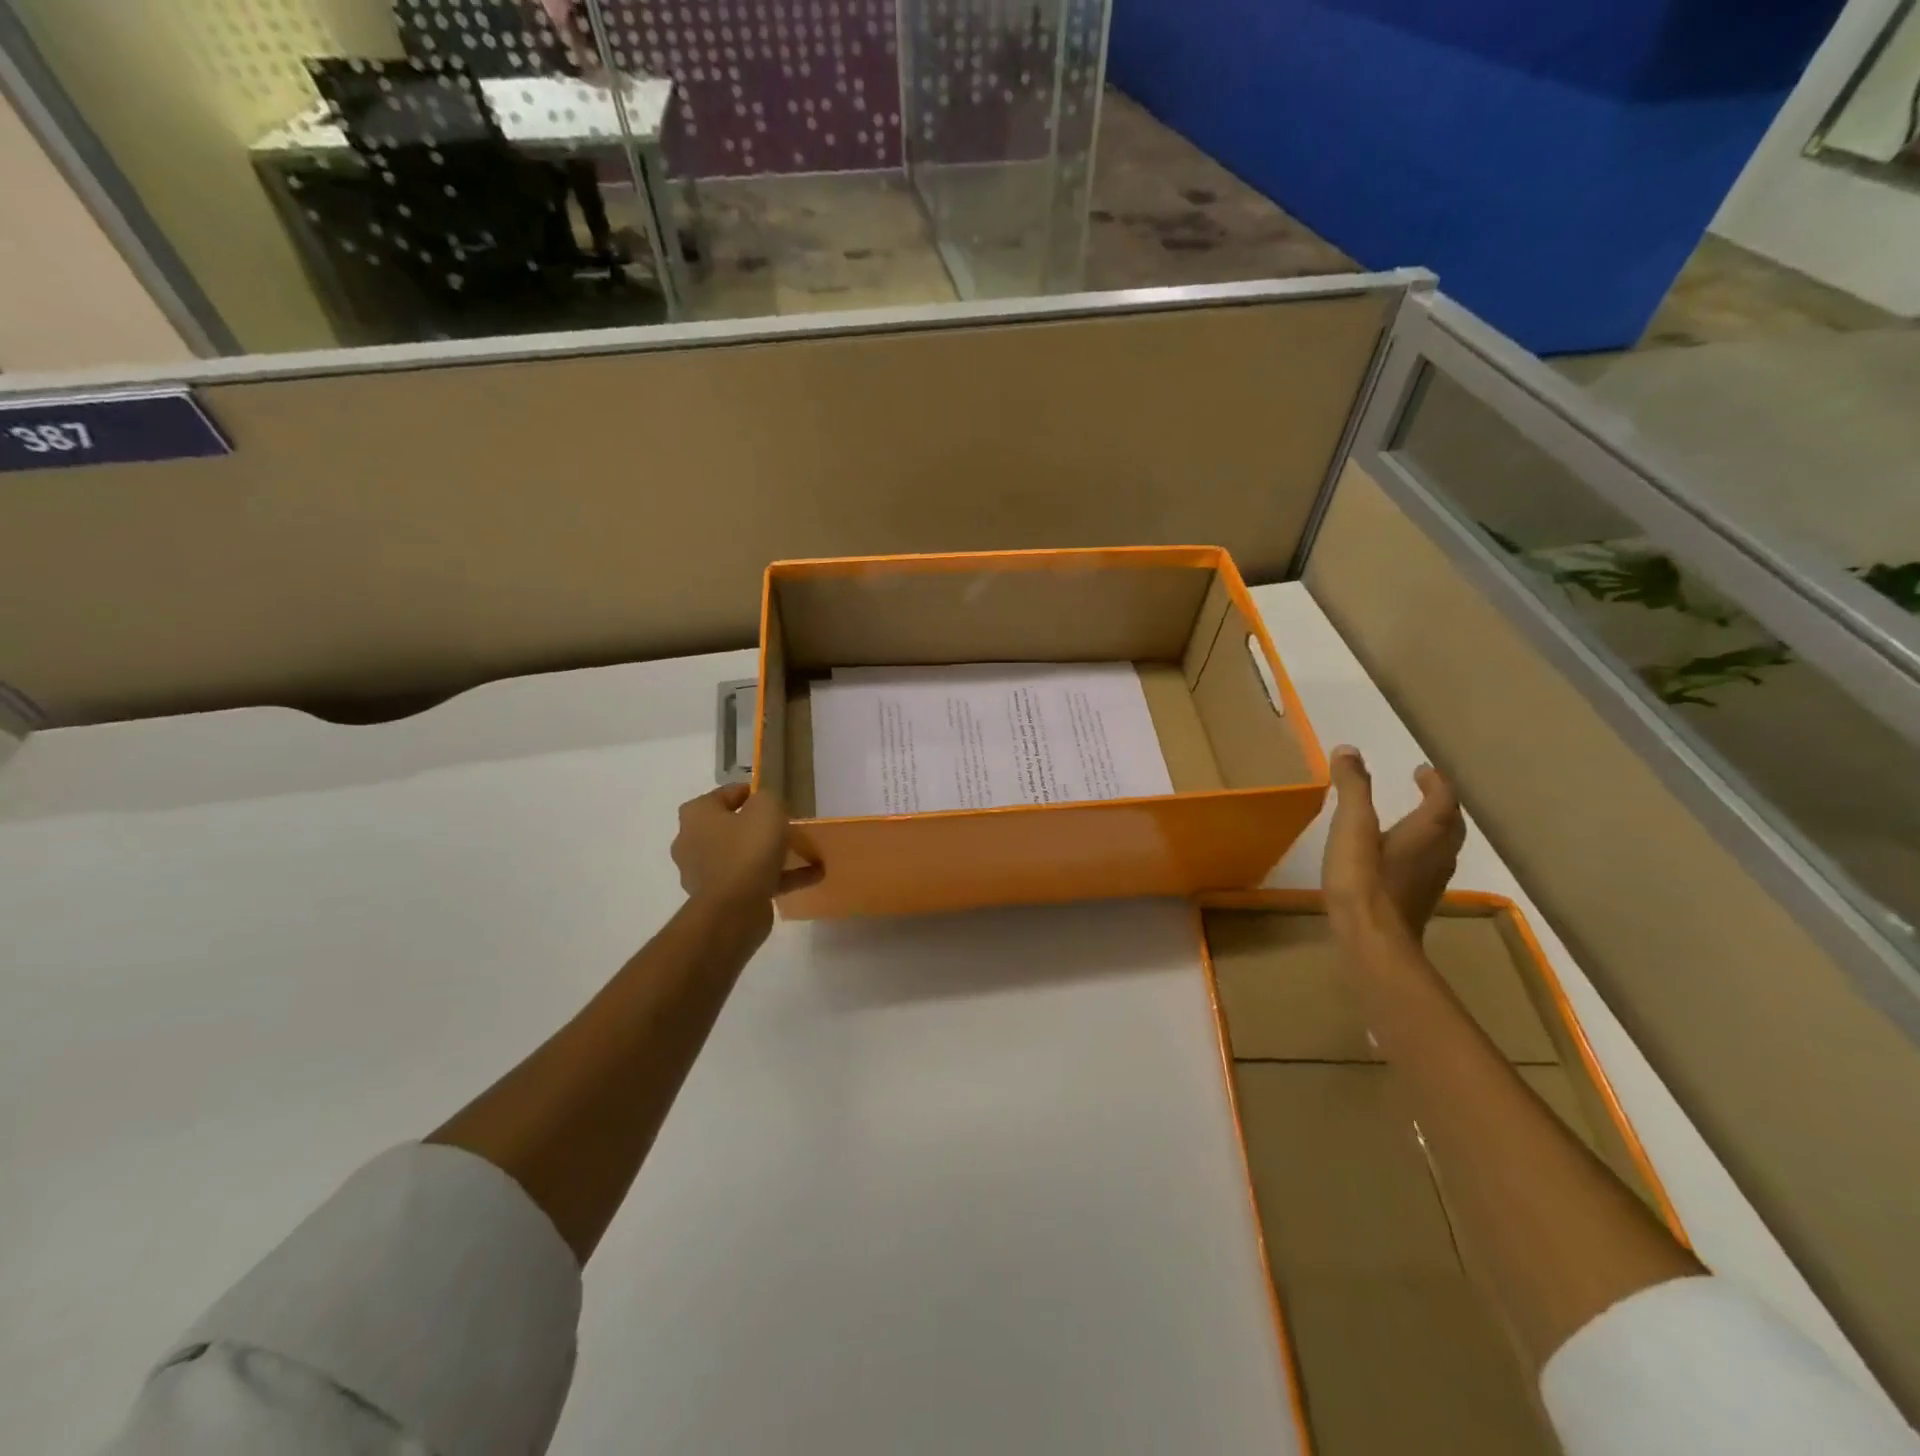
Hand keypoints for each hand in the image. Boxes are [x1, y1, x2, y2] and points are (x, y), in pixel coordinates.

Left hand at [672, 784, 822, 906]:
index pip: (726, 794)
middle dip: (760, 827)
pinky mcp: (721, 897)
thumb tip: (763, 804)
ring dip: (772, 855)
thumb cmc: (747, 849)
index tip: (777, 799)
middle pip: (732, 827)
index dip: (753, 793)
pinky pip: (753, 880)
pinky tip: (811, 876)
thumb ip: (766, 798)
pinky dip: (779, 877)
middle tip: (788, 826)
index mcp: (697, 815)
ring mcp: (705, 873)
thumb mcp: (766, 808)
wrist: (735, 909)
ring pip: (744, 856)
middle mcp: (692, 841)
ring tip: (805, 853)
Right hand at [1323, 745, 1463, 933]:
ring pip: (1443, 846)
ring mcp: (1431, 880)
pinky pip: (1428, 866)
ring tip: (1412, 821)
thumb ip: (1352, 787)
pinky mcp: (1418, 901)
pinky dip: (1420, 852)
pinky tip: (1398, 860)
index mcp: (1428, 831)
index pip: (1443, 797)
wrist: (1372, 941)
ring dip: (1434, 829)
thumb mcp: (1352, 826)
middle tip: (1424, 791)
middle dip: (1440, 804)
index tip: (1421, 771)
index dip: (1434, 781)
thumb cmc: (1363, 879)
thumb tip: (1348, 750)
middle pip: (1450, 822)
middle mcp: (1439, 853)